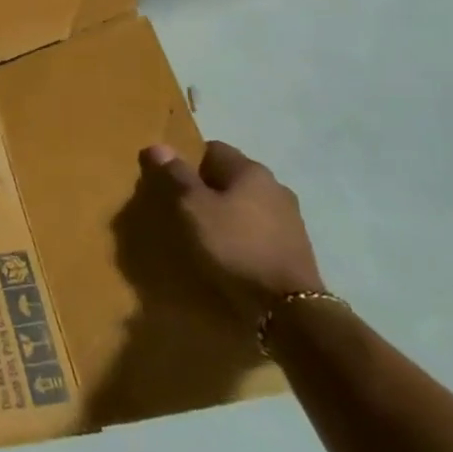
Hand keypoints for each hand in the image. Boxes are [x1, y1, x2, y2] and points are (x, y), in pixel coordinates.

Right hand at [143, 141, 323, 322]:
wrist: (288, 305)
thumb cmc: (234, 246)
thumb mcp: (194, 208)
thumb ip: (176, 176)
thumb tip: (157, 146)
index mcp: (251, 170)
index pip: (213, 149)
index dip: (188, 161)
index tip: (170, 182)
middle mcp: (275, 186)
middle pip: (230, 176)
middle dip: (206, 187)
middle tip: (181, 207)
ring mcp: (290, 216)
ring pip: (246, 202)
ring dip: (225, 211)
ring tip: (203, 232)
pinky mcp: (294, 245)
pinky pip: (258, 227)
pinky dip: (241, 232)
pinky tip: (229, 251)